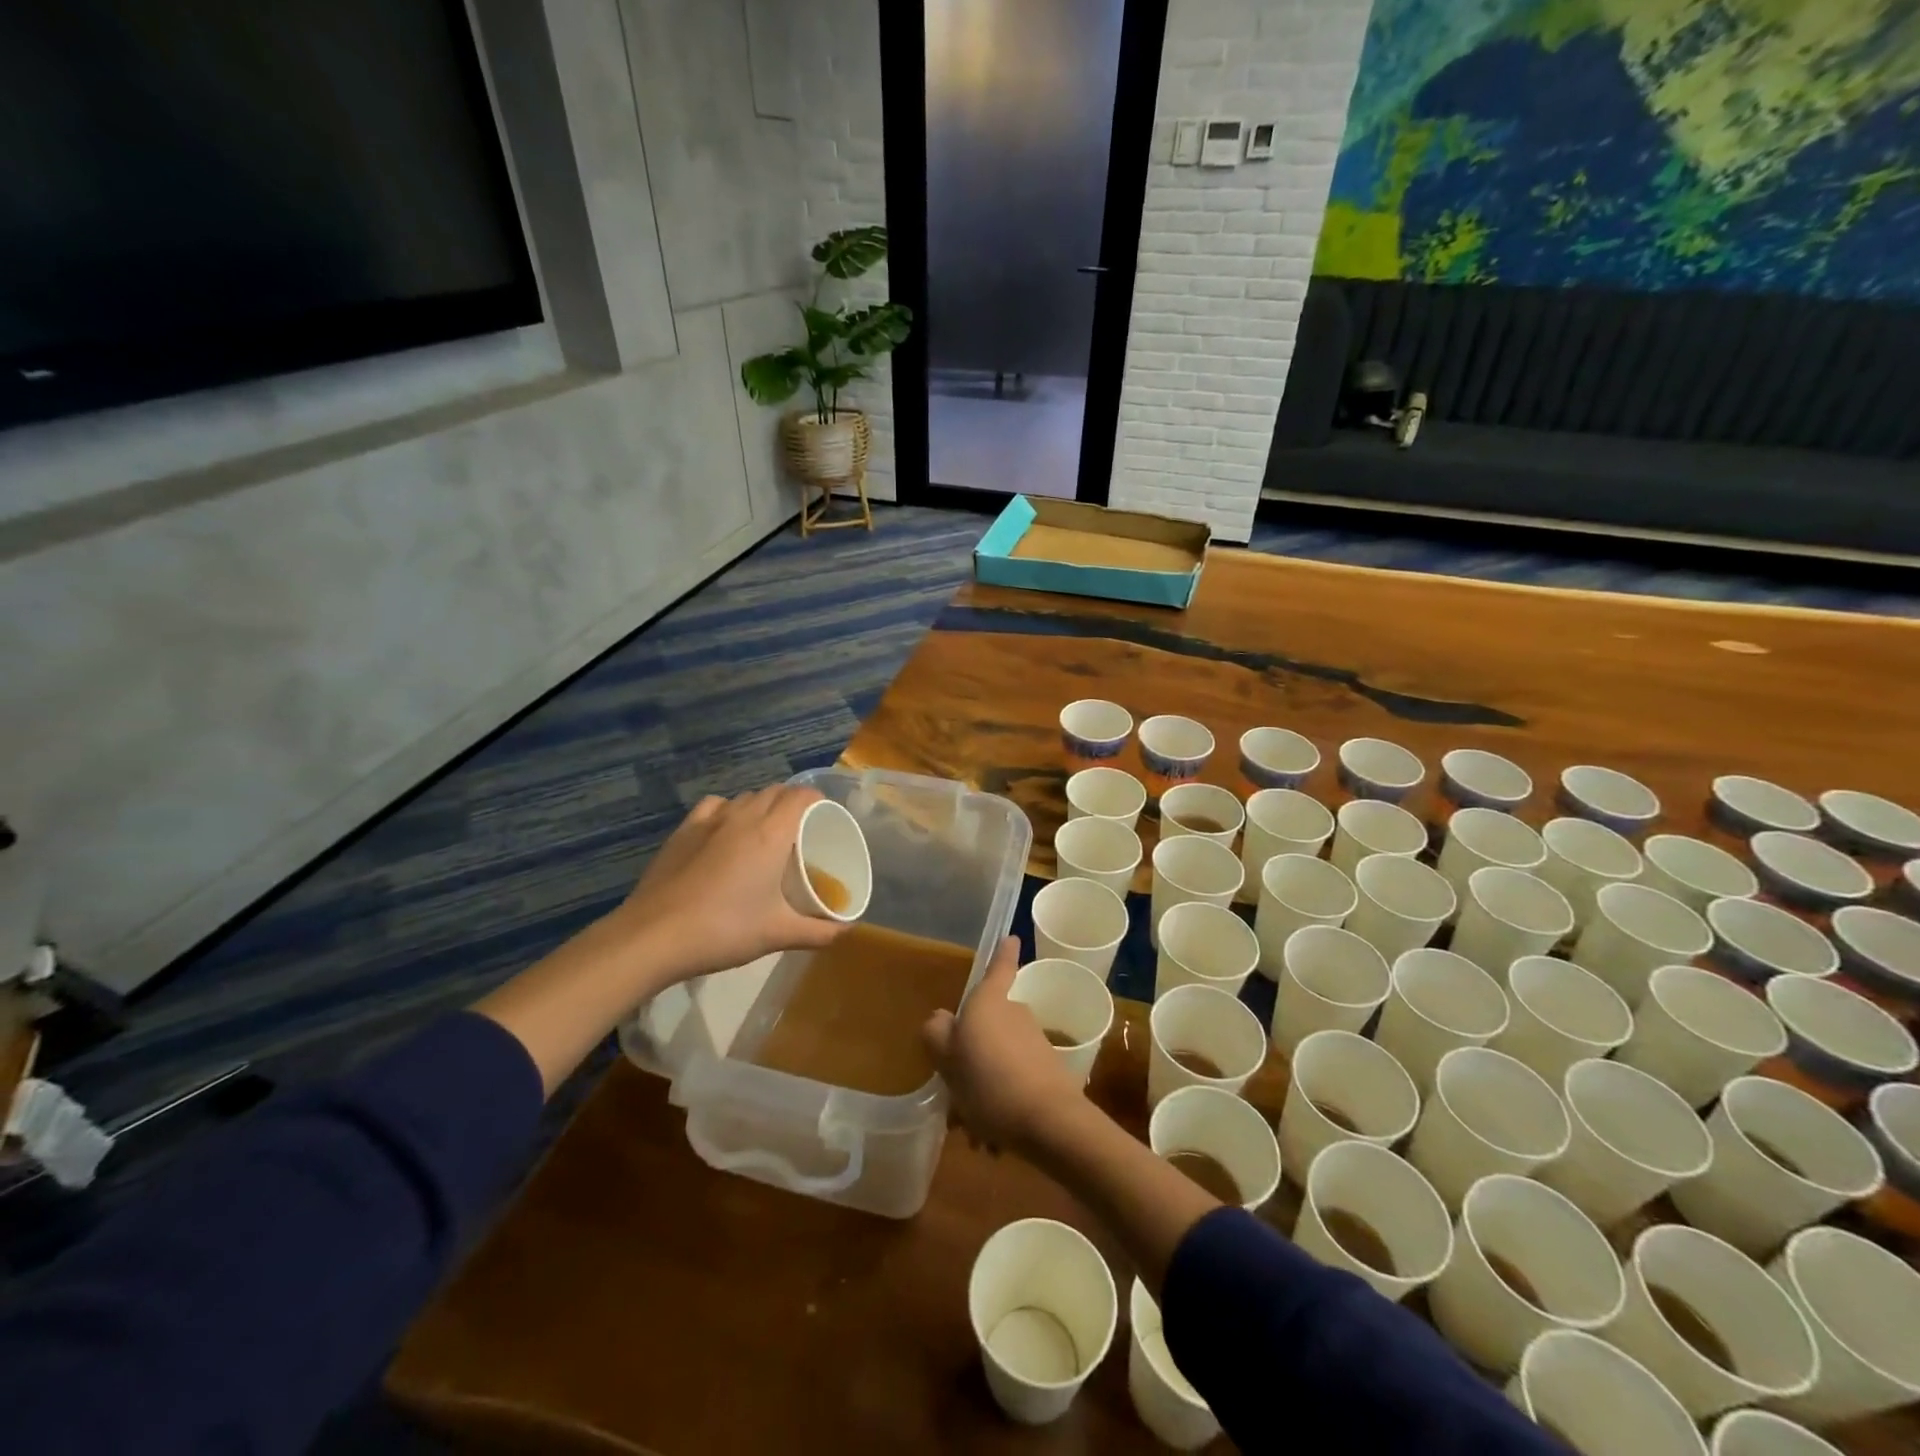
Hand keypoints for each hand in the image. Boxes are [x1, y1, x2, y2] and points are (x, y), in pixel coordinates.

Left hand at [610, 786, 846, 989]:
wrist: (653, 936)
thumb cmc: (724, 930)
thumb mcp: (777, 934)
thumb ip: (817, 932)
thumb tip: (846, 932)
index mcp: (771, 833)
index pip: (802, 796)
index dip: (818, 801)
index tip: (827, 819)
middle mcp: (742, 816)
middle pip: (775, 792)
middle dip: (793, 803)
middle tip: (802, 832)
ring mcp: (708, 820)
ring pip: (745, 797)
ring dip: (762, 806)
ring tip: (766, 833)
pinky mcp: (682, 831)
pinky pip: (714, 806)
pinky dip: (729, 811)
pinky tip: (726, 832)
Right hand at [921, 937, 1084, 1157]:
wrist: (1049, 1122)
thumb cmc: (989, 1082)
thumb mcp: (948, 1060)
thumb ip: (937, 1034)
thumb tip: (942, 1020)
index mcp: (989, 1003)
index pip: (998, 968)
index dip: (1003, 953)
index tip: (1012, 938)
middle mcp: (1014, 1014)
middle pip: (988, 1025)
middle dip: (971, 1055)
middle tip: (956, 1091)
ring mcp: (1033, 1043)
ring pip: (998, 1060)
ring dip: (983, 1088)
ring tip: (972, 1129)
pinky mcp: (1048, 1072)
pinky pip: (1013, 1083)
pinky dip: (1000, 1104)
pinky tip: (992, 1140)